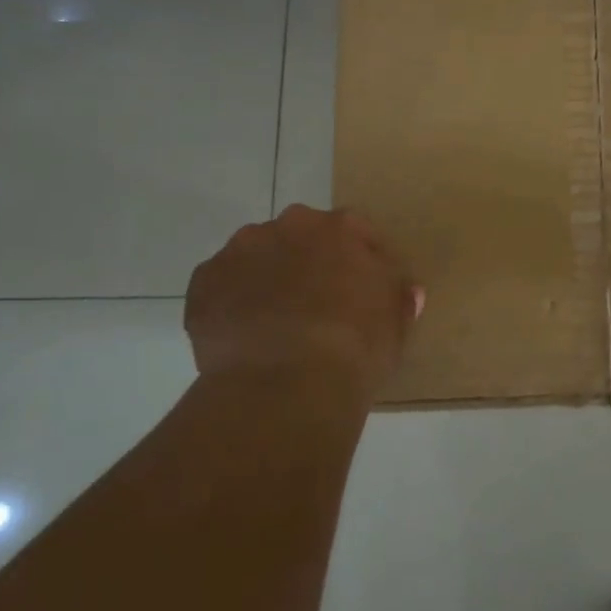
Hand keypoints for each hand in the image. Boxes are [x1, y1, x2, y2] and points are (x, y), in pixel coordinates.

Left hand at [184, 205, 423, 401]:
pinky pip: (221, 287)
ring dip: (265, 278)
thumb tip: (406, 291)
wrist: (287, 385)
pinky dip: (230, 304)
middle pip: (300, 237)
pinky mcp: (204, 282)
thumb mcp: (396, 324)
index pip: (355, 233)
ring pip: (257, 257)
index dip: (359, 261)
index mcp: (341, 228)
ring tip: (274, 324)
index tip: (361, 291)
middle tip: (315, 304)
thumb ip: (399, 298)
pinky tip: (243, 337)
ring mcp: (242, 251)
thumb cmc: (355, 348)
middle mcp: (290, 226)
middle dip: (306, 262)